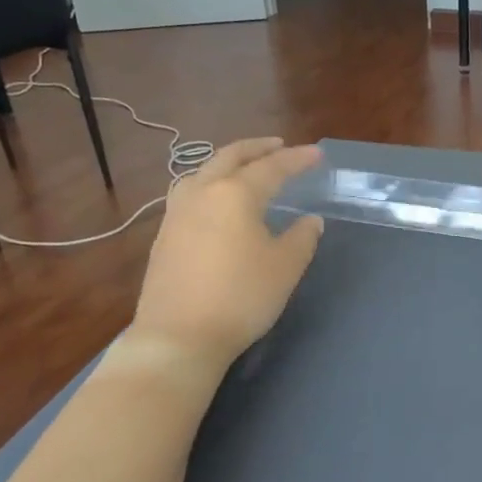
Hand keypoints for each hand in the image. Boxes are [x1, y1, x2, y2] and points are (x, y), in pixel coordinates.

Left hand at [129, 139, 324, 365]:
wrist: (179, 336)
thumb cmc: (241, 296)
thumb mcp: (285, 267)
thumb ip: (302, 237)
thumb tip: (310, 220)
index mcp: (235, 194)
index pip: (272, 167)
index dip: (297, 159)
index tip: (317, 153)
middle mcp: (202, 193)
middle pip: (230, 158)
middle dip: (257, 148)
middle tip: (278, 145)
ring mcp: (177, 213)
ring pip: (203, 172)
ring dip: (228, 163)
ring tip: (244, 168)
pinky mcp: (164, 236)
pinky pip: (190, 193)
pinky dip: (210, 184)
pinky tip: (216, 201)